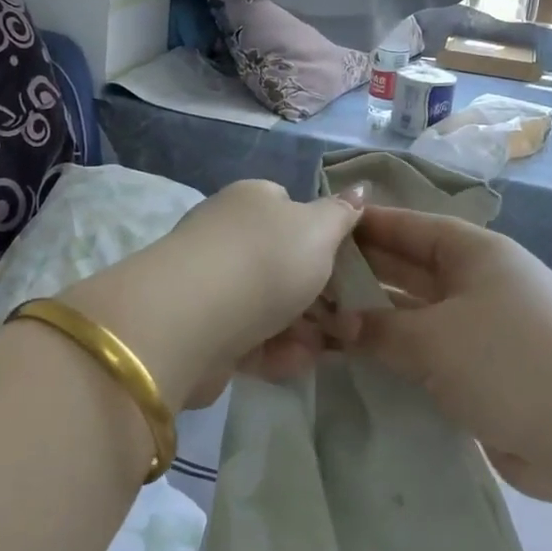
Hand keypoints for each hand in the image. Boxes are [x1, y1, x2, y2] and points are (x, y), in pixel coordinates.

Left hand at [62, 179, 365, 410]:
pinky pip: (250, 338)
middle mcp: (228, 236)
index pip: (292, 209)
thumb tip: (359, 188)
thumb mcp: (319, 229)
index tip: (352, 267)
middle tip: (353, 318)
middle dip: (322, 293)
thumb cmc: (266, 260)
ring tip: (333, 347)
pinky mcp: (203, 330)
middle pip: (284, 262)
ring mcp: (212, 284)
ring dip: (305, 327)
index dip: (325, 237)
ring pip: (270, 305)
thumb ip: (342, 213)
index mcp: (252, 201)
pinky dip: (277, 350)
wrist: (192, 319)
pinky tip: (299, 362)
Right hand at [342, 204, 551, 499]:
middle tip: (309, 281)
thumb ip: (379, 329)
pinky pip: (431, 355)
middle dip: (364, 274)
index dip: (367, 226)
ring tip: (321, 324)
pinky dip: (399, 357)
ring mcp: (486, 330)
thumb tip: (338, 324)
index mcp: (475, 254)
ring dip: (377, 320)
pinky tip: (359, 365)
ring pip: (418, 315)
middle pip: (411, 269)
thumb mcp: (434, 338)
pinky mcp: (487, 374)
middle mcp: (480, 284)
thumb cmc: (509, 360)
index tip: (322, 228)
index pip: (410, 227)